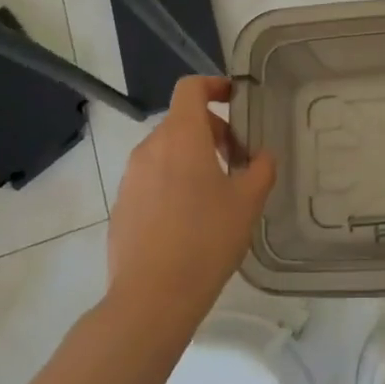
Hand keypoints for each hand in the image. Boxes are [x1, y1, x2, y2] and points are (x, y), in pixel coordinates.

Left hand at [106, 76, 276, 346]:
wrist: (152, 297)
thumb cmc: (206, 239)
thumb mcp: (248, 202)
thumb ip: (261, 169)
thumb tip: (263, 156)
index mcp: (181, 136)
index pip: (191, 88)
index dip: (214, 85)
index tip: (235, 99)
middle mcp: (150, 148)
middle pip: (181, 120)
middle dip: (212, 130)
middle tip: (237, 159)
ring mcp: (131, 177)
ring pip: (166, 151)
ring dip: (192, 157)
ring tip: (216, 191)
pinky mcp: (122, 205)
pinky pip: (152, 179)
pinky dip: (173, 182)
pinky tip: (190, 219)